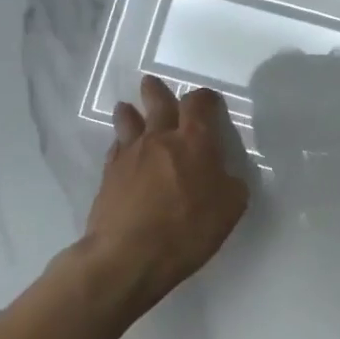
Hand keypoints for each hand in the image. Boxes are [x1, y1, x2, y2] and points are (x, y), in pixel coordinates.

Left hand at [84, 77, 249, 311]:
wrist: (128, 255)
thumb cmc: (187, 229)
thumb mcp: (230, 208)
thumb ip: (230, 184)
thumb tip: (224, 175)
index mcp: (195, 142)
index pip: (199, 105)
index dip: (205, 98)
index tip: (209, 101)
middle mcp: (160, 138)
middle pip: (157, 103)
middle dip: (157, 92)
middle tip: (152, 83)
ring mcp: (130, 155)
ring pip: (129, 122)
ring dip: (130, 112)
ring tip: (126, 108)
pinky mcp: (108, 175)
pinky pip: (115, 148)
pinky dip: (120, 143)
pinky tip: (121, 148)